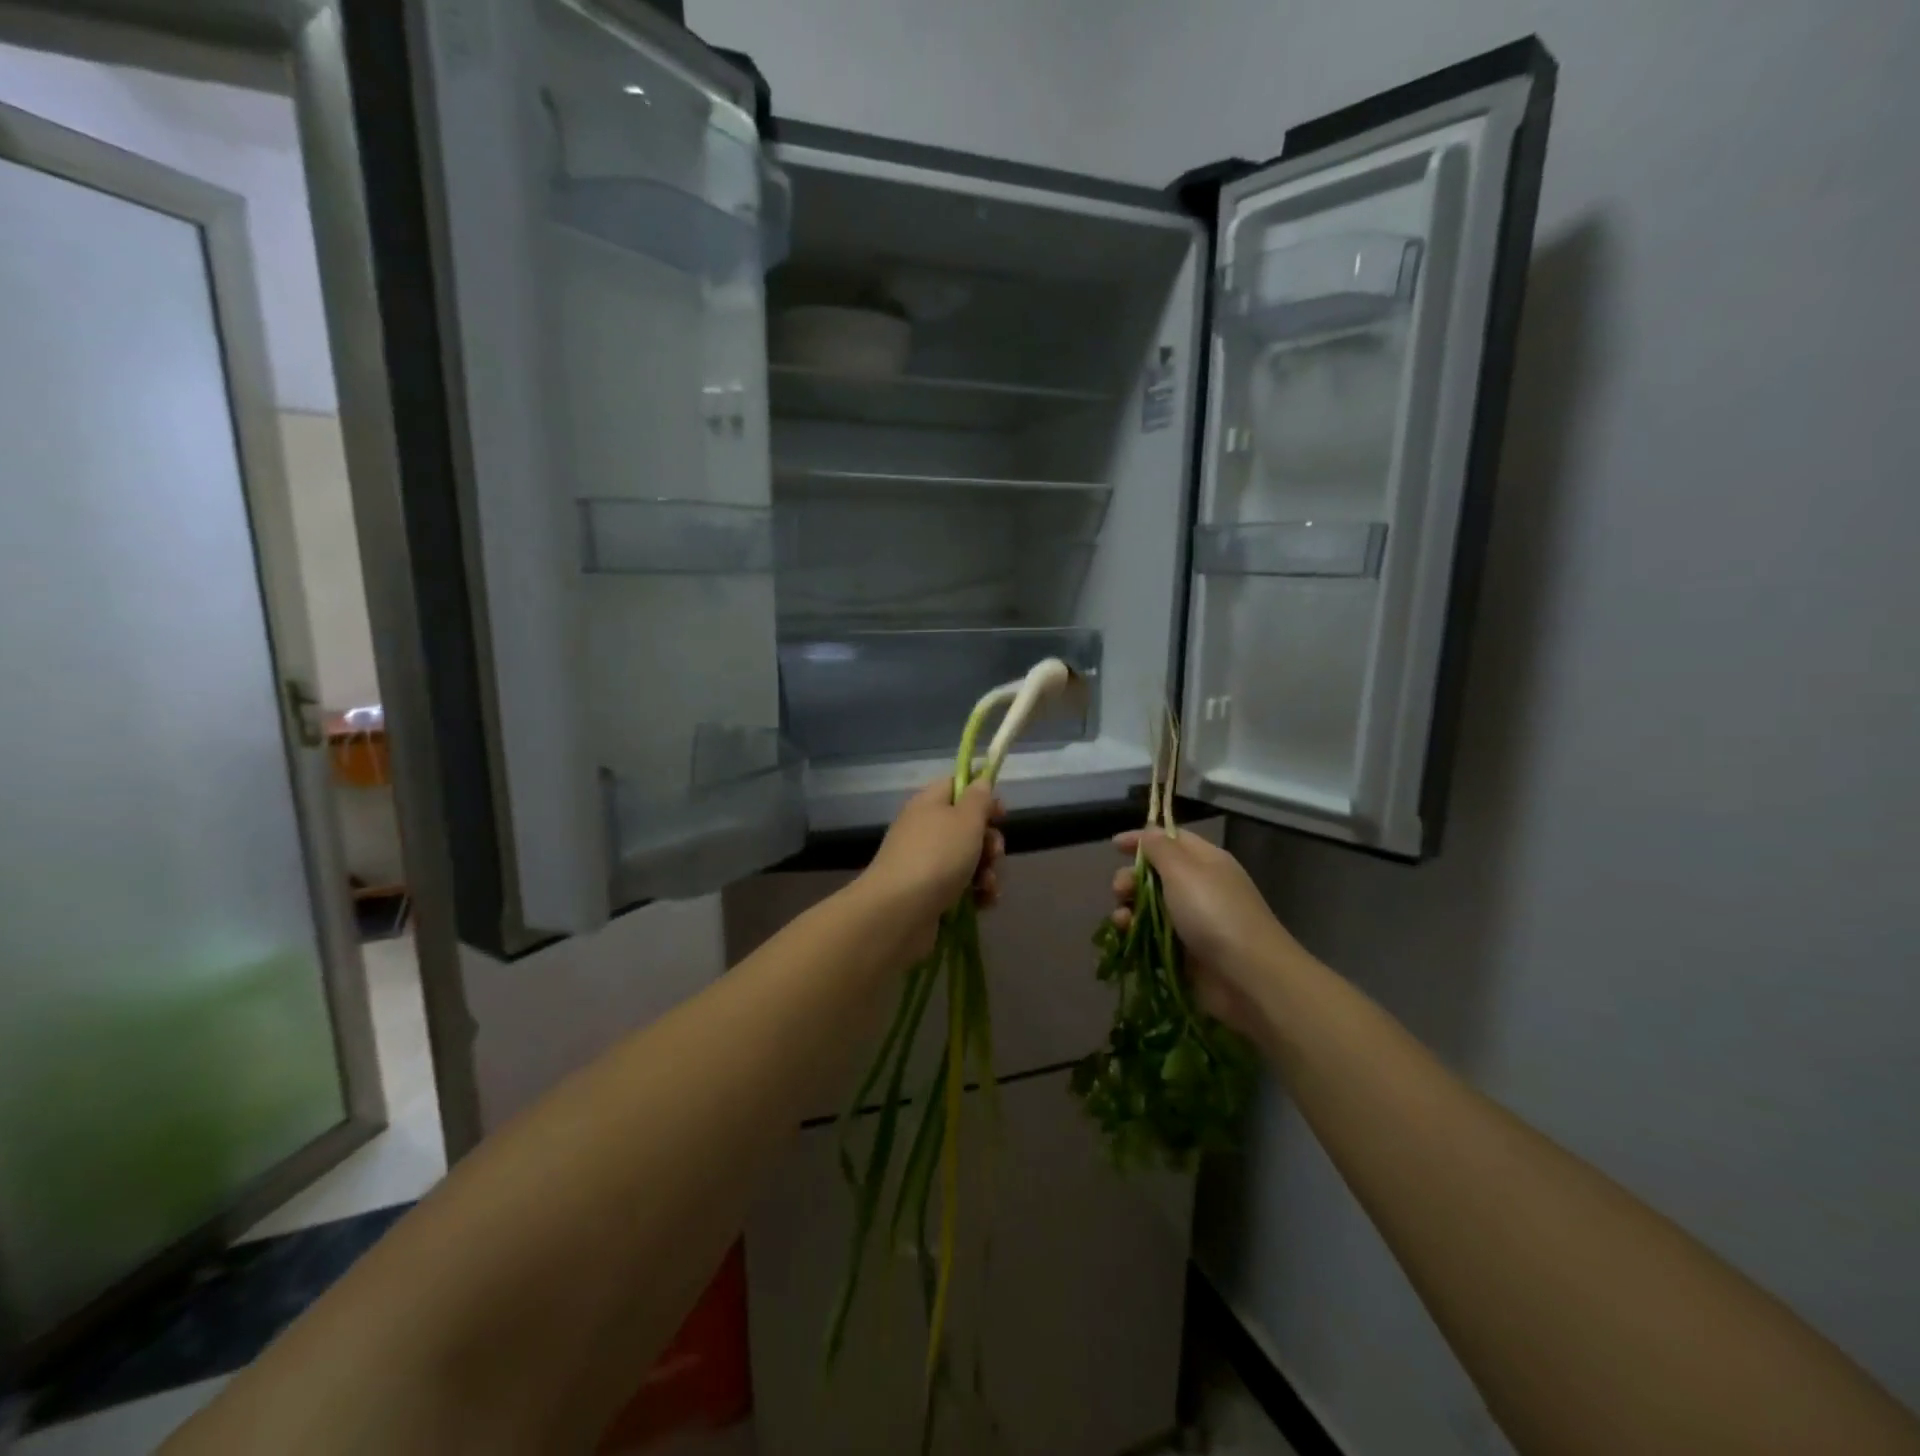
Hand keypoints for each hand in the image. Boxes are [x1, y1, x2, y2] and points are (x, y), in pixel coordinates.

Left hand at [861, 778, 1005, 928]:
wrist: (900, 912)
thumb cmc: (937, 857)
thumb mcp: (965, 819)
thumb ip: (978, 798)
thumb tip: (980, 782)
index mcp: (929, 804)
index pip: (956, 787)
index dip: (981, 796)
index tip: (1000, 814)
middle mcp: (925, 830)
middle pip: (967, 827)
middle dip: (989, 842)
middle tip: (993, 854)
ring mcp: (926, 864)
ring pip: (968, 860)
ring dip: (987, 871)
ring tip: (987, 885)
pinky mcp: (930, 894)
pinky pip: (961, 887)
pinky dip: (976, 894)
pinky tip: (984, 902)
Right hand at [1110, 828, 1309, 1040]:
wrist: (1248, 977)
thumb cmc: (1214, 914)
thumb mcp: (1183, 871)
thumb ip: (1160, 848)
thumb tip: (1149, 831)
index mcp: (1205, 861)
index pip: (1170, 839)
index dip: (1142, 839)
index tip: (1114, 845)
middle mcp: (1199, 887)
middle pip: (1155, 874)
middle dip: (1131, 878)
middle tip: (1120, 890)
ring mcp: (1192, 922)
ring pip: (1149, 907)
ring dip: (1129, 908)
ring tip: (1122, 920)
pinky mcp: (1184, 952)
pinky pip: (1152, 936)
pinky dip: (1136, 934)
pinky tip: (1127, 937)